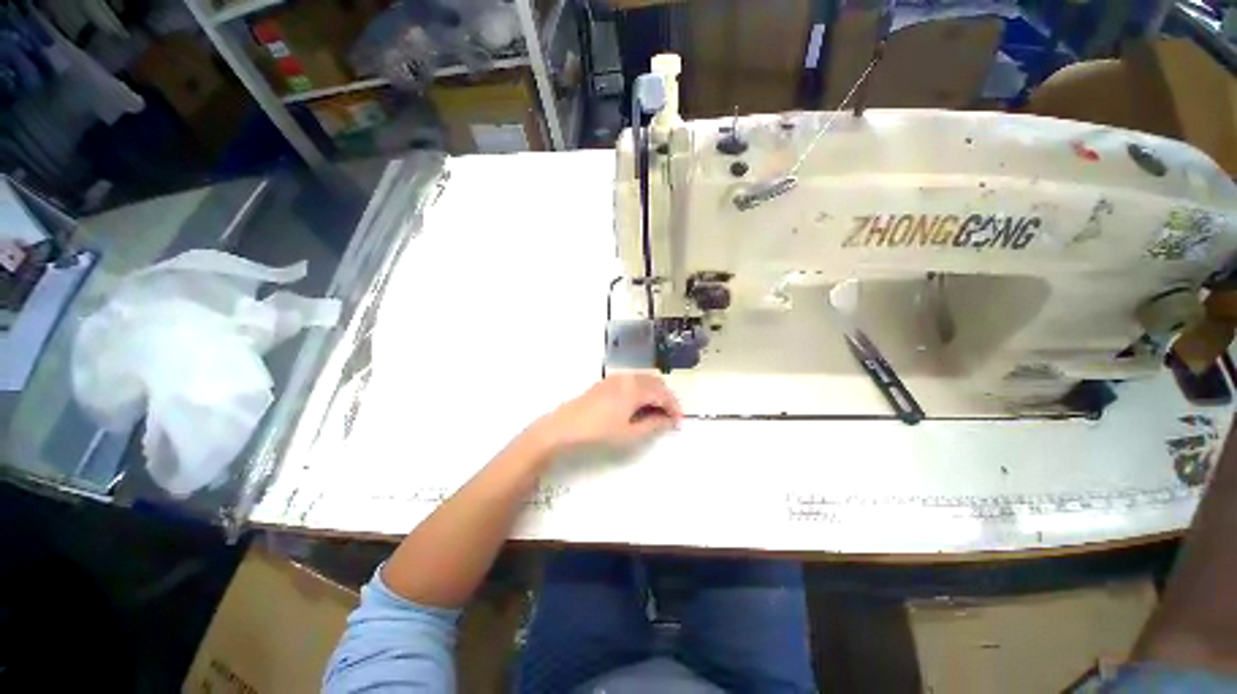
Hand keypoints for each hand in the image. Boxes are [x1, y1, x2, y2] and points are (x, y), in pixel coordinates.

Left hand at [530, 373, 682, 452]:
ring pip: (644, 379)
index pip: (663, 394)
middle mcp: (627, 378)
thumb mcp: (630, 434)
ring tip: (656, 412)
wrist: (565, 427)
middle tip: (670, 416)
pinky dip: (642, 389)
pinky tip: (639, 405)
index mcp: (635, 389)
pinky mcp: (607, 382)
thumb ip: (653, 425)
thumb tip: (668, 420)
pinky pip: (632, 380)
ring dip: (654, 392)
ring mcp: (615, 378)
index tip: (679, 422)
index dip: (674, 407)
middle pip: (655, 382)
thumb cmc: (599, 432)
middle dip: (666, 397)